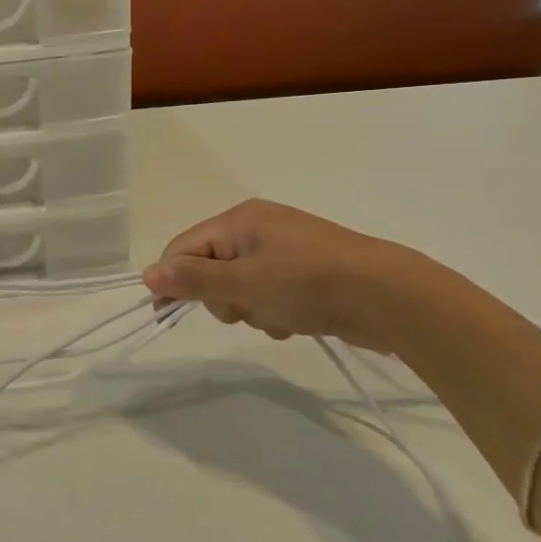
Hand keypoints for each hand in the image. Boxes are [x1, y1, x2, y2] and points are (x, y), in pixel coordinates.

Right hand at [143, 199, 474, 354]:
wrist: (393, 297)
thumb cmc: (310, 283)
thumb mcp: (245, 283)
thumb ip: (194, 279)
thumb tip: (147, 274)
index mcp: (239, 220)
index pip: (184, 247)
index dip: (173, 279)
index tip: (167, 314)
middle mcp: (258, 228)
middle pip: (211, 267)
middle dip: (222, 297)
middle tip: (243, 311)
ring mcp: (285, 250)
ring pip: (241, 285)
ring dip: (251, 308)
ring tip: (278, 318)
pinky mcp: (308, 272)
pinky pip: (270, 292)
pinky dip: (275, 310)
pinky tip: (297, 321)